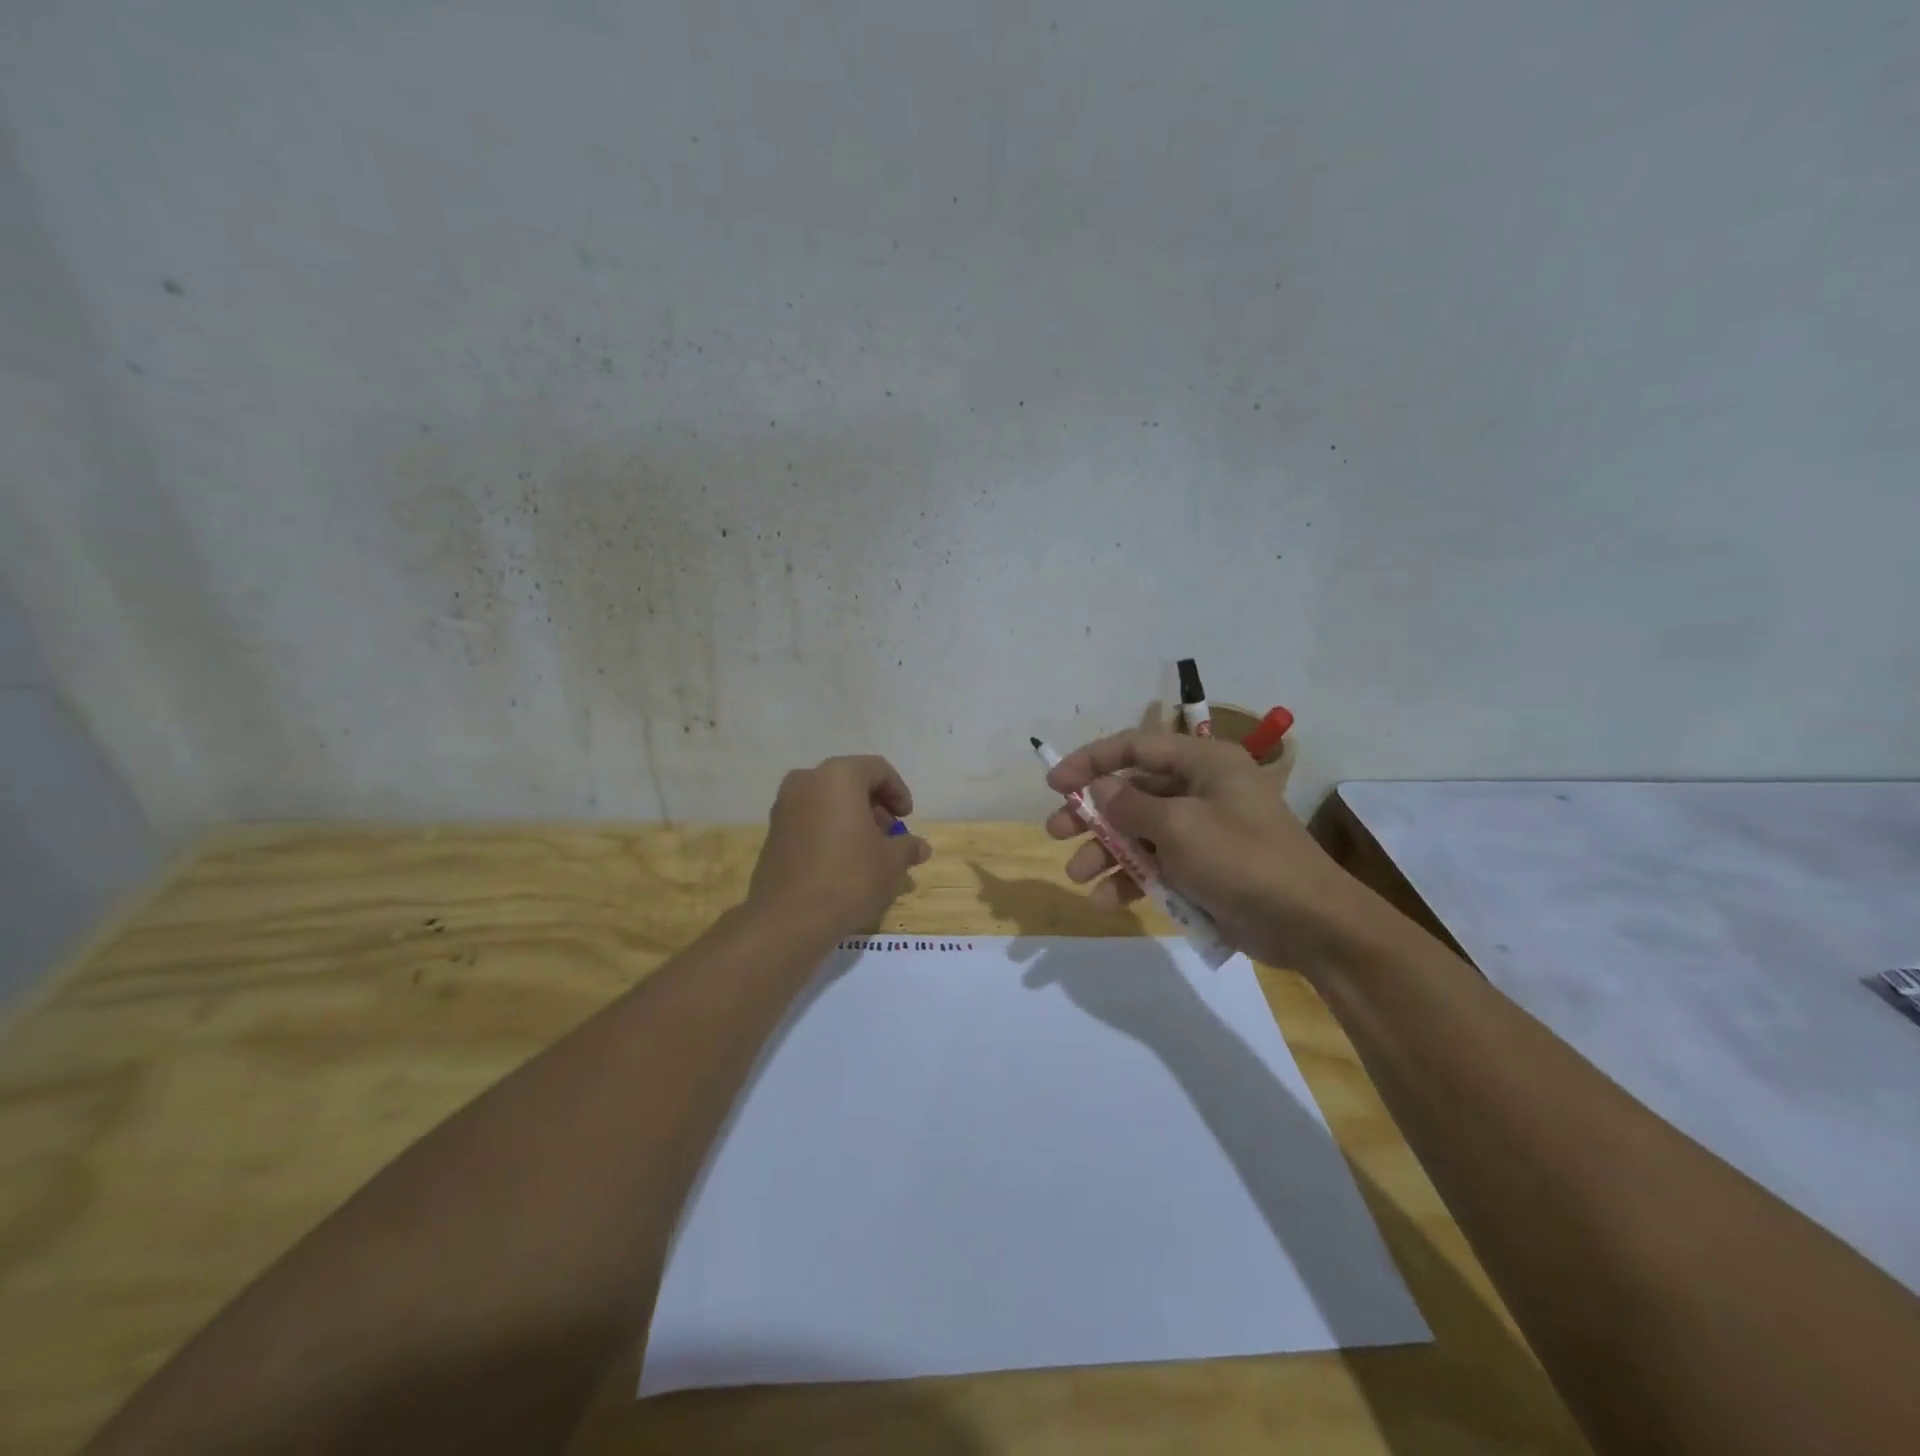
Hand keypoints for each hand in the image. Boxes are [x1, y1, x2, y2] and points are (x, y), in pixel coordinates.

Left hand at [748, 755, 932, 935]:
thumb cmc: (849, 878)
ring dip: (851, 819)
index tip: (907, 819)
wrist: (789, 918)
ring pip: (827, 801)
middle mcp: (806, 781)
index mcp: (838, 777)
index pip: (877, 769)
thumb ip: (907, 847)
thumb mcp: (891, 863)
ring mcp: (784, 807)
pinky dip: (829, 830)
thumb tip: (920, 847)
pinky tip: (842, 861)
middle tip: (890, 836)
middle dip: (875, 807)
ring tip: (868, 851)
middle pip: (850, 783)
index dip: (898, 792)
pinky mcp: (772, 833)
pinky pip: (809, 820)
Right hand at [1043, 731, 1374, 972]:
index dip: (1090, 762)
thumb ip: (1130, 806)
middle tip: (1056, 832)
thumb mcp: (1179, 828)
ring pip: (1140, 831)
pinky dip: (1132, 878)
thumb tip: (1100, 788)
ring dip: (1107, 852)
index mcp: (1203, 762)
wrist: (1308, 923)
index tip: (1054, 784)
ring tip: (1078, 874)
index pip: (1135, 747)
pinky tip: (1107, 900)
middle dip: (1092, 813)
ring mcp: (1203, 830)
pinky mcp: (1204, 867)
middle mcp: (1201, 789)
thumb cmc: (1242, 859)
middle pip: (1132, 791)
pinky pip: (1158, 864)